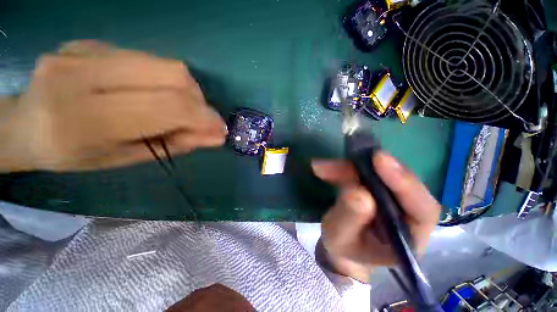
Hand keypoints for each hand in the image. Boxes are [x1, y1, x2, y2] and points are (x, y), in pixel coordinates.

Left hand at [0, 40, 225, 171]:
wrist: (24, 124)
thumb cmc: (73, 154)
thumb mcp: (127, 158)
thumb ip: (175, 144)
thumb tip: (216, 137)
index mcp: (85, 119)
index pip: (168, 106)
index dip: (204, 117)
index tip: (219, 129)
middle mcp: (82, 73)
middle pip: (173, 74)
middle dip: (198, 100)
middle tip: (198, 118)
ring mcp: (85, 50)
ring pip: (165, 63)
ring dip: (185, 89)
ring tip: (177, 107)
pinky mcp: (90, 41)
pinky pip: (147, 58)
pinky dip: (164, 79)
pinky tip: (151, 92)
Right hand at [312, 152, 440, 282]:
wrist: (343, 245)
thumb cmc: (345, 248)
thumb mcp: (341, 238)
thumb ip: (350, 219)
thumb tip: (357, 192)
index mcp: (410, 236)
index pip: (422, 208)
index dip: (404, 182)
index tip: (379, 159)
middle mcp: (408, 212)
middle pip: (396, 182)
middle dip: (365, 169)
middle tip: (337, 163)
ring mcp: (391, 197)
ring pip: (376, 173)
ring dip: (347, 167)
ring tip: (321, 167)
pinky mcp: (376, 187)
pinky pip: (362, 172)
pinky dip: (342, 168)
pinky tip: (323, 169)